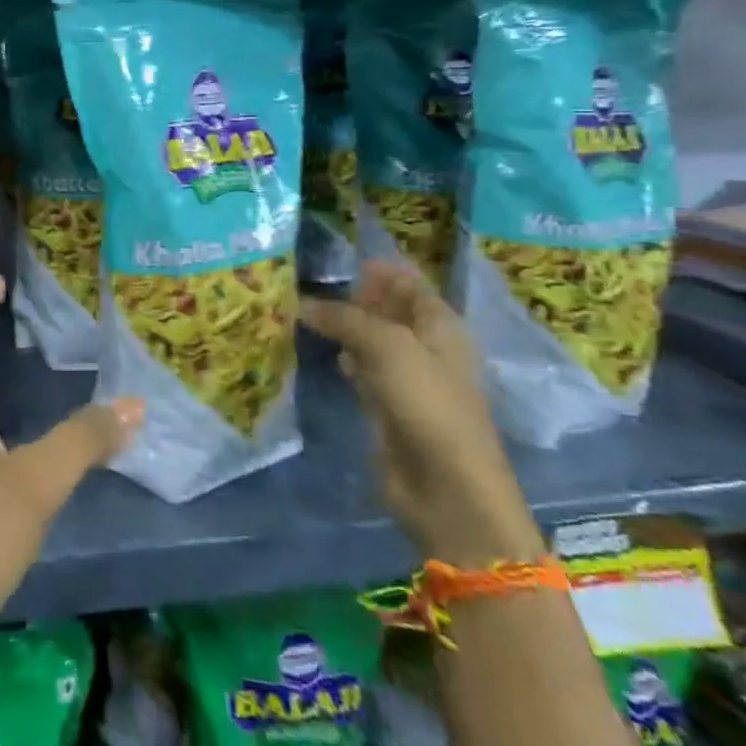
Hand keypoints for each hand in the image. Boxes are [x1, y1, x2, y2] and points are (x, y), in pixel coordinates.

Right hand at [298, 263, 543, 567]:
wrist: (446, 487)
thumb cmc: (428, 404)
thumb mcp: (386, 346)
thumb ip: (344, 318)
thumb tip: (302, 303)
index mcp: (440, 324)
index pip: (407, 282)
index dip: (376, 268)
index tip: (332, 259)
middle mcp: (425, 345)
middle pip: (386, 308)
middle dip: (351, 295)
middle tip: (304, 281)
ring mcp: (406, 377)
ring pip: (369, 338)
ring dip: (341, 325)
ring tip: (300, 308)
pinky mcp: (386, 405)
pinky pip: (360, 368)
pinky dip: (341, 355)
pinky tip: (317, 347)